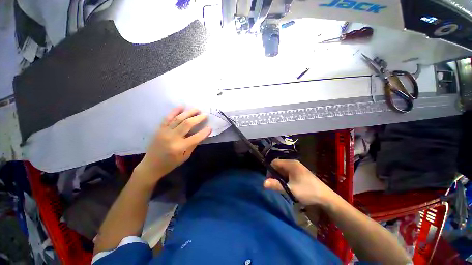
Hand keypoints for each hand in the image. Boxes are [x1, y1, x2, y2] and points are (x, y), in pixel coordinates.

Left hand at [135, 107, 211, 183]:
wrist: (151, 165)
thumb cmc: (170, 163)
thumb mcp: (185, 157)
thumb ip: (193, 145)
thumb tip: (201, 135)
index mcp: (179, 147)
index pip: (195, 137)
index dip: (204, 132)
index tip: (210, 127)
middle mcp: (172, 137)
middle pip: (187, 124)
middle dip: (198, 118)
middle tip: (205, 115)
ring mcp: (165, 131)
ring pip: (179, 118)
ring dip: (189, 112)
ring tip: (197, 109)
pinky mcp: (160, 129)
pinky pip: (168, 117)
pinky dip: (175, 111)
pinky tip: (181, 106)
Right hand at [264, 159, 336, 206]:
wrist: (326, 197)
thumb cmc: (307, 191)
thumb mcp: (290, 189)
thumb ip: (276, 185)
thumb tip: (263, 183)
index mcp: (290, 164)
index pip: (274, 162)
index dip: (270, 171)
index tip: (270, 181)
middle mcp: (293, 163)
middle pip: (278, 166)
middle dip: (275, 175)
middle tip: (277, 186)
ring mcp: (298, 167)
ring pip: (283, 170)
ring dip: (281, 178)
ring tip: (283, 187)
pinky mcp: (300, 172)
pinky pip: (288, 173)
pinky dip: (286, 179)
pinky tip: (289, 186)